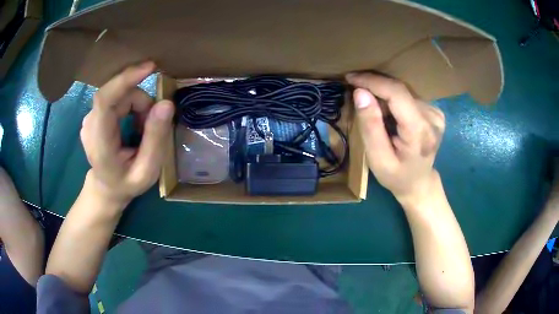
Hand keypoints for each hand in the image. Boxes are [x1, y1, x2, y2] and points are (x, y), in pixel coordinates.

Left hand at [80, 61, 174, 205]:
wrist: (106, 187)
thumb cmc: (127, 183)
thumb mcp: (147, 170)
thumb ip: (156, 139)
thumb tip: (167, 103)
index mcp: (99, 144)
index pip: (105, 101)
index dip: (125, 79)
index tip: (150, 68)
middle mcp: (90, 125)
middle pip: (119, 95)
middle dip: (142, 103)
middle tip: (152, 127)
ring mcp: (90, 117)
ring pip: (120, 94)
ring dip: (138, 107)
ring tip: (143, 131)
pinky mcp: (94, 113)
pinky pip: (117, 97)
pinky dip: (132, 106)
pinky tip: (134, 125)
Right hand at [346, 73, 444, 205]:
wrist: (419, 183)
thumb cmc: (396, 176)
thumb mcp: (377, 158)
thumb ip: (370, 126)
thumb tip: (360, 93)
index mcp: (420, 131)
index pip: (397, 93)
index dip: (372, 81)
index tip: (351, 78)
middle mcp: (433, 117)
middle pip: (400, 90)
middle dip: (375, 87)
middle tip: (355, 91)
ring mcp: (436, 113)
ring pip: (403, 91)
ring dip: (384, 94)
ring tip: (372, 107)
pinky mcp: (435, 111)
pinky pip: (409, 96)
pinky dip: (394, 99)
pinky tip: (389, 113)